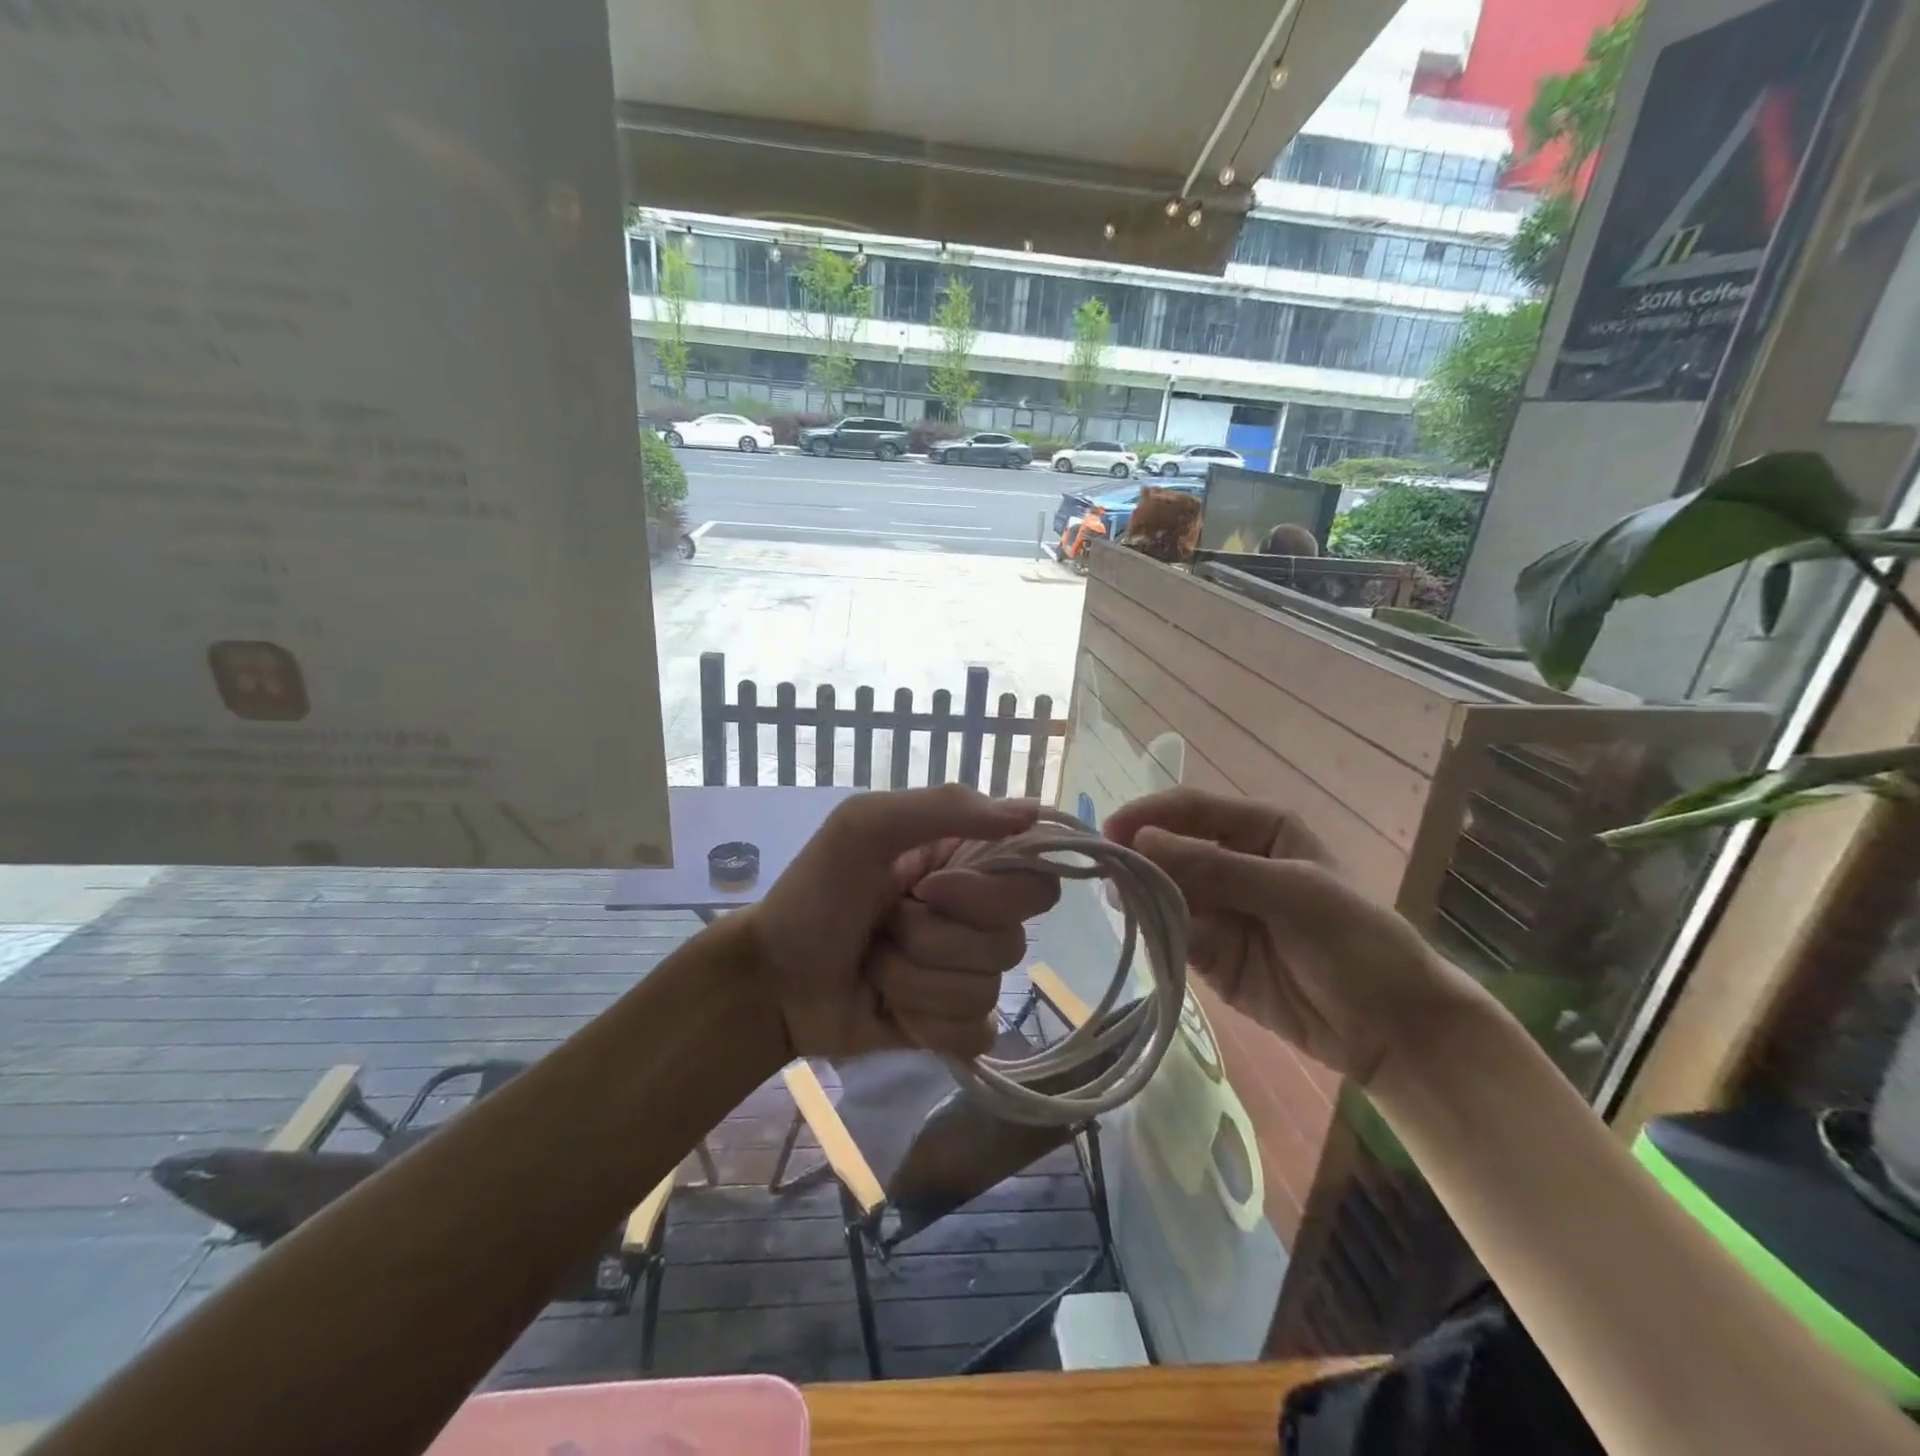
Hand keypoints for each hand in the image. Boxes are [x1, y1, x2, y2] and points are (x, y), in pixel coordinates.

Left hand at [746, 785, 1059, 1060]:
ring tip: (875, 963)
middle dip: (934, 939)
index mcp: (967, 864)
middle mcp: (976, 917)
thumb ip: (947, 807)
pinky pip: (975, 1033)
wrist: (772, 980)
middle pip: (1012, 941)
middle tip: (886, 925)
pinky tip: (891, 1008)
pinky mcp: (953, 1025)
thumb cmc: (815, 892)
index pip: (1034, 881)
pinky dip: (926, 1022)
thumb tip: (1034, 812)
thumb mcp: (866, 825)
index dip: (989, 894)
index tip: (931, 889)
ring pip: (986, 988)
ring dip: (915, 978)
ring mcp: (966, 974)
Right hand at [1103, 787, 1491, 1086]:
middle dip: (1140, 860)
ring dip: (1143, 898)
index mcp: (1257, 830)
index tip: (1110, 834)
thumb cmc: (1355, 941)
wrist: (1392, 1030)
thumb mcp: (1291, 892)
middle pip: (1170, 850)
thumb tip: (1140, 842)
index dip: (1148, 816)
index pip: (1190, 809)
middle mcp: (1230, 862)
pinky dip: (1155, 934)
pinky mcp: (1209, 952)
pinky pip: (1171, 934)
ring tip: (1121, 906)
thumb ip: (1215, 867)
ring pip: (1164, 892)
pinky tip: (1145, 935)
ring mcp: (1218, 909)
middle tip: (1108, 877)